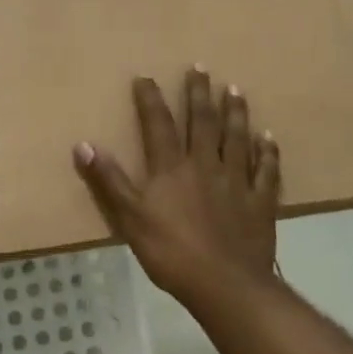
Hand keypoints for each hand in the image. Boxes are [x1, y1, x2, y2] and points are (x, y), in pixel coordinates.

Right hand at [73, 68, 281, 310]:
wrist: (225, 285)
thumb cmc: (171, 252)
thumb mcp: (130, 218)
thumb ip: (108, 180)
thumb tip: (83, 144)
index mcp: (172, 168)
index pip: (158, 125)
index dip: (150, 99)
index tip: (146, 76)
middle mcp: (206, 165)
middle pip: (203, 122)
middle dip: (200, 94)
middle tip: (201, 68)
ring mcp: (237, 182)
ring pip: (237, 139)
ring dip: (236, 113)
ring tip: (235, 89)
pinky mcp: (261, 202)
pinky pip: (266, 171)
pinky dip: (268, 152)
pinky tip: (269, 137)